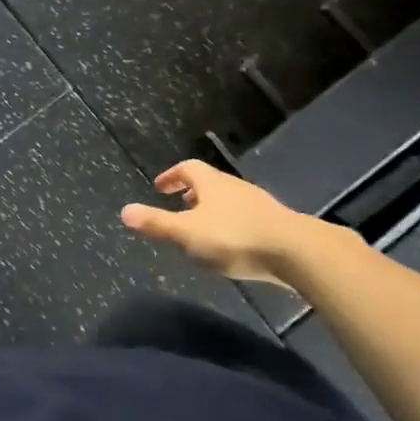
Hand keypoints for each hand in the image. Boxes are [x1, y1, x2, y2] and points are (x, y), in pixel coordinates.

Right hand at [121, 159, 343, 283]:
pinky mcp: (275, 223)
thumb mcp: (187, 233)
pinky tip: (230, 244)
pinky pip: (245, 216)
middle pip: (210, 183)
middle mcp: (235, 187)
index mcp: (212, 183)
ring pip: (228, 200)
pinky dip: (230, 223)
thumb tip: (124, 211)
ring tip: (201, 227)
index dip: (172, 176)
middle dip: (192, 193)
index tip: (159, 187)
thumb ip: (156, 223)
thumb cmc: (234, 237)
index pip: (188, 169)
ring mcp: (258, 204)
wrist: (295, 251)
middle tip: (178, 205)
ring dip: (212, 209)